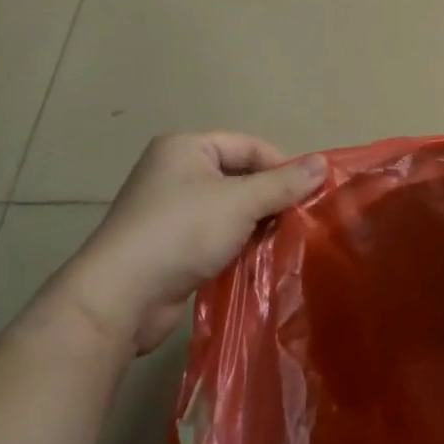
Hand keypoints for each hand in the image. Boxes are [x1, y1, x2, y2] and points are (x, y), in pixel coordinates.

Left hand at [52, 133, 325, 353]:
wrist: (120, 297)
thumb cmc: (181, 232)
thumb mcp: (240, 202)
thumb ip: (283, 184)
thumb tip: (323, 164)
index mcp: (186, 147)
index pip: (248, 146)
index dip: (281, 166)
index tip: (311, 193)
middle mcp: (175, 172)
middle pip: (239, 177)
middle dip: (270, 199)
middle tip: (302, 221)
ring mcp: (169, 211)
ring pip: (228, 210)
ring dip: (255, 226)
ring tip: (286, 243)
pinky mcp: (168, 247)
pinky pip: (214, 237)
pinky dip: (236, 246)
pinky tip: (259, 261)